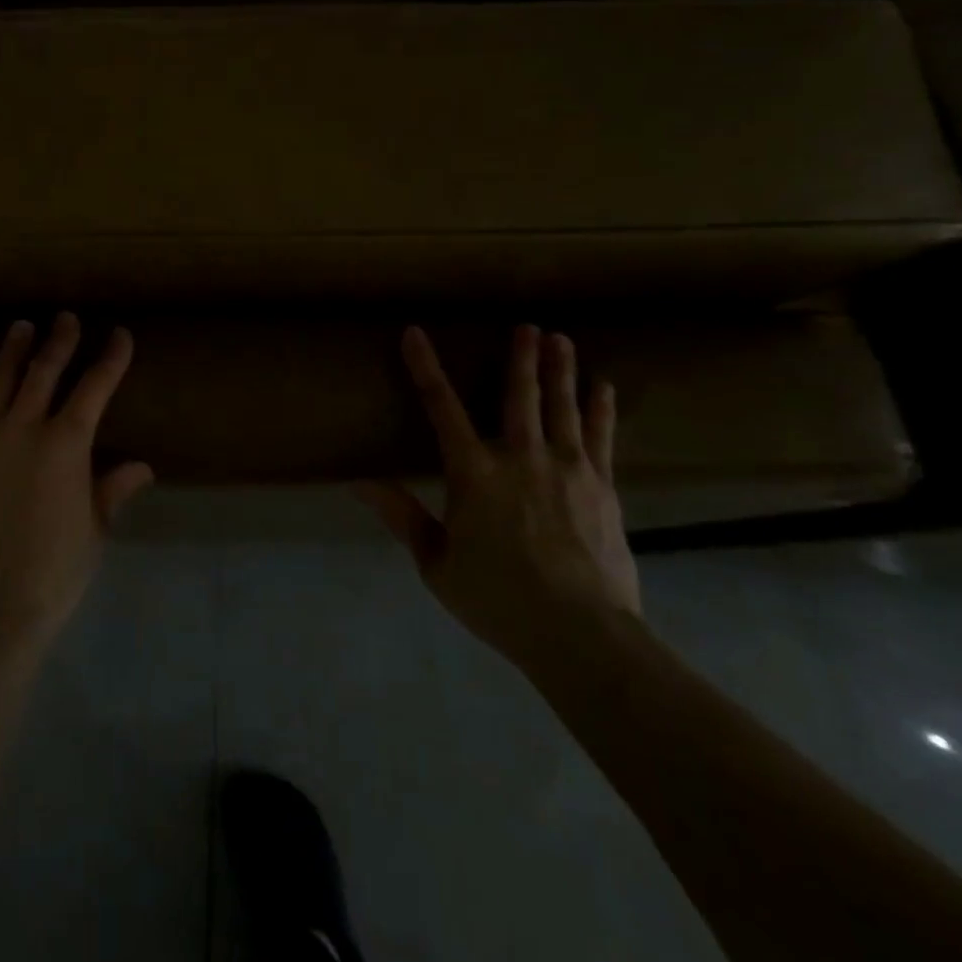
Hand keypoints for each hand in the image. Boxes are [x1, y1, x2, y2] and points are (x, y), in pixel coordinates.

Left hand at [0, 313, 152, 645]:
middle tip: (65, 317)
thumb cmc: (52, 573)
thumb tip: (141, 467)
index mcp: (65, 445)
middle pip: (43, 372)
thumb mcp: (93, 531)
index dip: (110, 359)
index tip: (120, 334)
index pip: (94, 388)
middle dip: (59, 341)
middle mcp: (21, 429)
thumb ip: (112, 490)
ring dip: (12, 352)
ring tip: (21, 327)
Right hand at [357, 324, 640, 671]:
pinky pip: (600, 437)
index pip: (441, 408)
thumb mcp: (436, 563)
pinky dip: (600, 409)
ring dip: (560, 371)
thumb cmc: (498, 599)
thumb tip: (358, 481)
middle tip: (527, 326)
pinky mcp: (602, 487)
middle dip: (520, 359)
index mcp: (474, 473)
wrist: (582, 635)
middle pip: (518, 396)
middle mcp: (520, 457)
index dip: (425, 368)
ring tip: (561, 339)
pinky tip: (603, 388)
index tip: (415, 334)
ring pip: (561, 407)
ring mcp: (567, 469)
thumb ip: (402, 516)